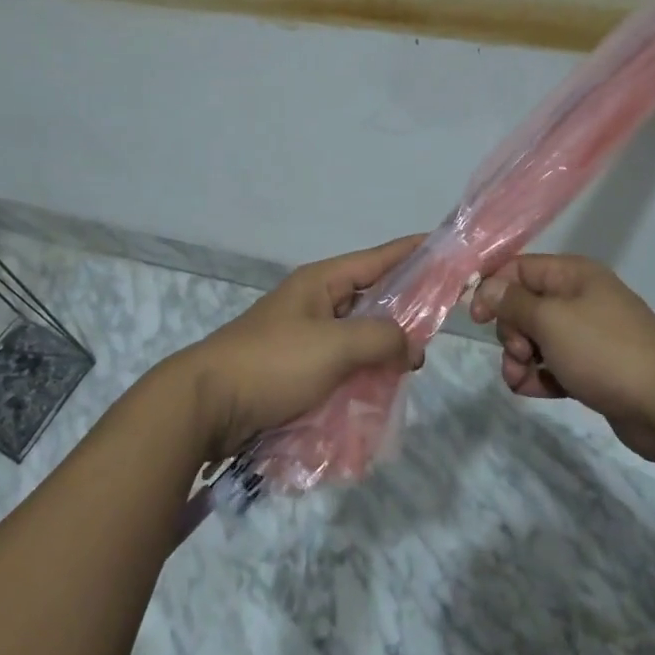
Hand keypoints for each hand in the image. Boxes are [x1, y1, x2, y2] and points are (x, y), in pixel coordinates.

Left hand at [173, 236, 424, 459]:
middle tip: (440, 327)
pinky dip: (363, 373)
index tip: (447, 250)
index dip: (413, 252)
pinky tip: (382, 390)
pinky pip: (342, 364)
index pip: (378, 259)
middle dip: (404, 311)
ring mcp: (305, 336)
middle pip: (371, 298)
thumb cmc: (273, 363)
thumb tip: (410, 346)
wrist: (207, 405)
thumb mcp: (334, 345)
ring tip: (413, 366)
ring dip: (384, 348)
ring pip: (358, 335)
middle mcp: (315, 302)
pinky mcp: (297, 369)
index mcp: (321, 281)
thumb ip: (380, 338)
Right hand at [471, 254, 654, 466]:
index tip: (475, 317)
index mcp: (572, 275)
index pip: (518, 268)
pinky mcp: (594, 368)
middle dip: (510, 331)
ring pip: (536, 339)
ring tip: (520, 380)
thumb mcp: (550, 321)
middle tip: (517, 353)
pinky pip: (554, 364)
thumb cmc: (605, 352)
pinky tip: (533, 391)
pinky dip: (540, 376)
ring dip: (520, 358)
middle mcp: (580, 298)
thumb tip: (486, 286)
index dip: (493, 288)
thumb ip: (513, 302)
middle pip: (525, 306)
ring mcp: (588, 334)